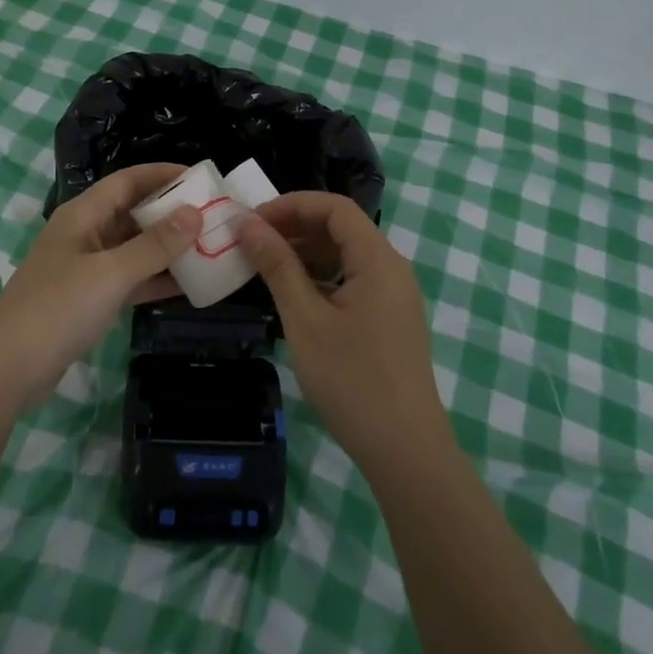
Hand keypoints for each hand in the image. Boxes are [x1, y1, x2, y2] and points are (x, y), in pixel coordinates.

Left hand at [0, 163, 200, 403]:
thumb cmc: (58, 308)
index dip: (163, 174)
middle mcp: (85, 234)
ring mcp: (86, 269)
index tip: (201, 177)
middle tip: (214, 214)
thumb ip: (155, 245)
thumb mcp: (111, 272)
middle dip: (171, 212)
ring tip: (210, 246)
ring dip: (168, 248)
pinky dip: (155, 279)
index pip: (128, 180)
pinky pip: (130, 279)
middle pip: (133, 212)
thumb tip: (195, 212)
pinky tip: (189, 285)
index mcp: (83, 215)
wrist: (7, 368)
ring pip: (134, 248)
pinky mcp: (89, 300)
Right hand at [238, 192, 448, 469]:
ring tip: (265, 265)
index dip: (291, 204)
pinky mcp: (391, 318)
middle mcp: (392, 268)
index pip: (334, 208)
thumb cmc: (351, 380)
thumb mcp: (305, 319)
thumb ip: (278, 266)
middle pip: (342, 227)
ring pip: (347, 254)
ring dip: (306, 252)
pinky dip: (322, 276)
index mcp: (378, 259)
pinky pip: (354, 279)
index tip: (253, 220)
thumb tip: (247, 223)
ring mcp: (395, 295)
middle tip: (252, 242)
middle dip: (295, 226)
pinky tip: (294, 294)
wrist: (405, 448)